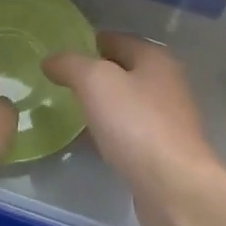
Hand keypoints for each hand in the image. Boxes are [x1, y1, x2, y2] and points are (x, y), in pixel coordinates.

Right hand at [44, 34, 225, 225]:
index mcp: (155, 59)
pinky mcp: (162, 150)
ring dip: (99, 105)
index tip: (57, 54)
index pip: (116, 39)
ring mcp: (167, 119)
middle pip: (123, 71)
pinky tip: (87, 142)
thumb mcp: (96, 82)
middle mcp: (166, 84)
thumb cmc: (136, 124)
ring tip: (66, 111)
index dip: (86, 42)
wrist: (173, 186)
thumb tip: (51, 60)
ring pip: (125, 103)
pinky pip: (128, 132)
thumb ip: (71, 65)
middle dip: (91, 75)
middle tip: (57, 83)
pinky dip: (107, 132)